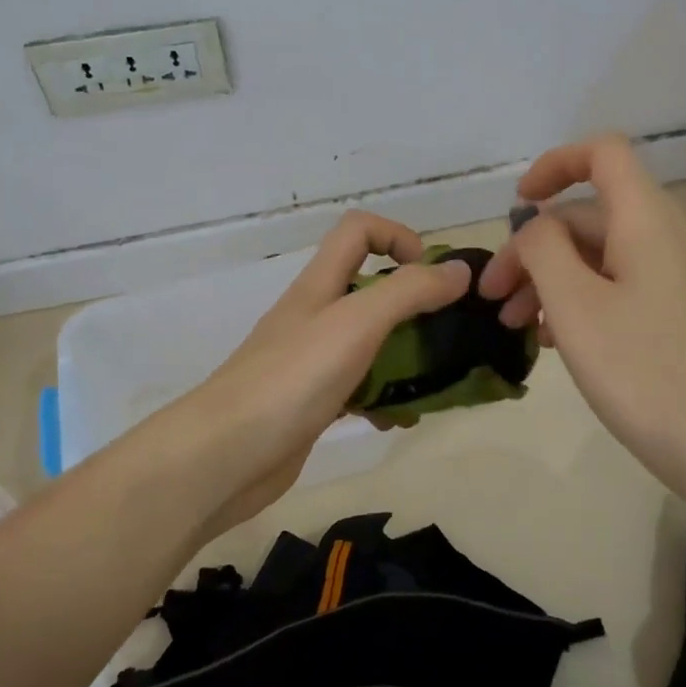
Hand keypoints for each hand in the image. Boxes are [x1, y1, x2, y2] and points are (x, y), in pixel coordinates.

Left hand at [175, 212, 471, 534]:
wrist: (225, 456)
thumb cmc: (292, 378)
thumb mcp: (356, 323)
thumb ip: (408, 292)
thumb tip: (459, 269)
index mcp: (320, 284)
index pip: (358, 230)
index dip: (398, 236)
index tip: (431, 274)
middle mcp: (315, 315)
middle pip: (370, 288)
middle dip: (414, 304)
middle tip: (449, 332)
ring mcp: (311, 361)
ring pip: (369, 342)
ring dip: (405, 356)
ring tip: (436, 382)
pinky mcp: (312, 402)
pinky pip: (358, 389)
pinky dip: (383, 399)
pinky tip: (399, 420)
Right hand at [478, 135, 685, 492]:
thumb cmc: (646, 369)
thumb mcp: (575, 304)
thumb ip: (542, 249)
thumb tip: (534, 224)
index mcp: (644, 219)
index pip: (602, 153)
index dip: (555, 165)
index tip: (518, 205)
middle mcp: (662, 236)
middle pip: (587, 215)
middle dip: (532, 247)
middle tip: (494, 297)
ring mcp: (671, 278)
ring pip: (596, 257)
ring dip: (548, 280)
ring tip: (515, 325)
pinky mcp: (674, 316)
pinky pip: (614, 288)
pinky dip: (576, 302)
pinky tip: (551, 341)